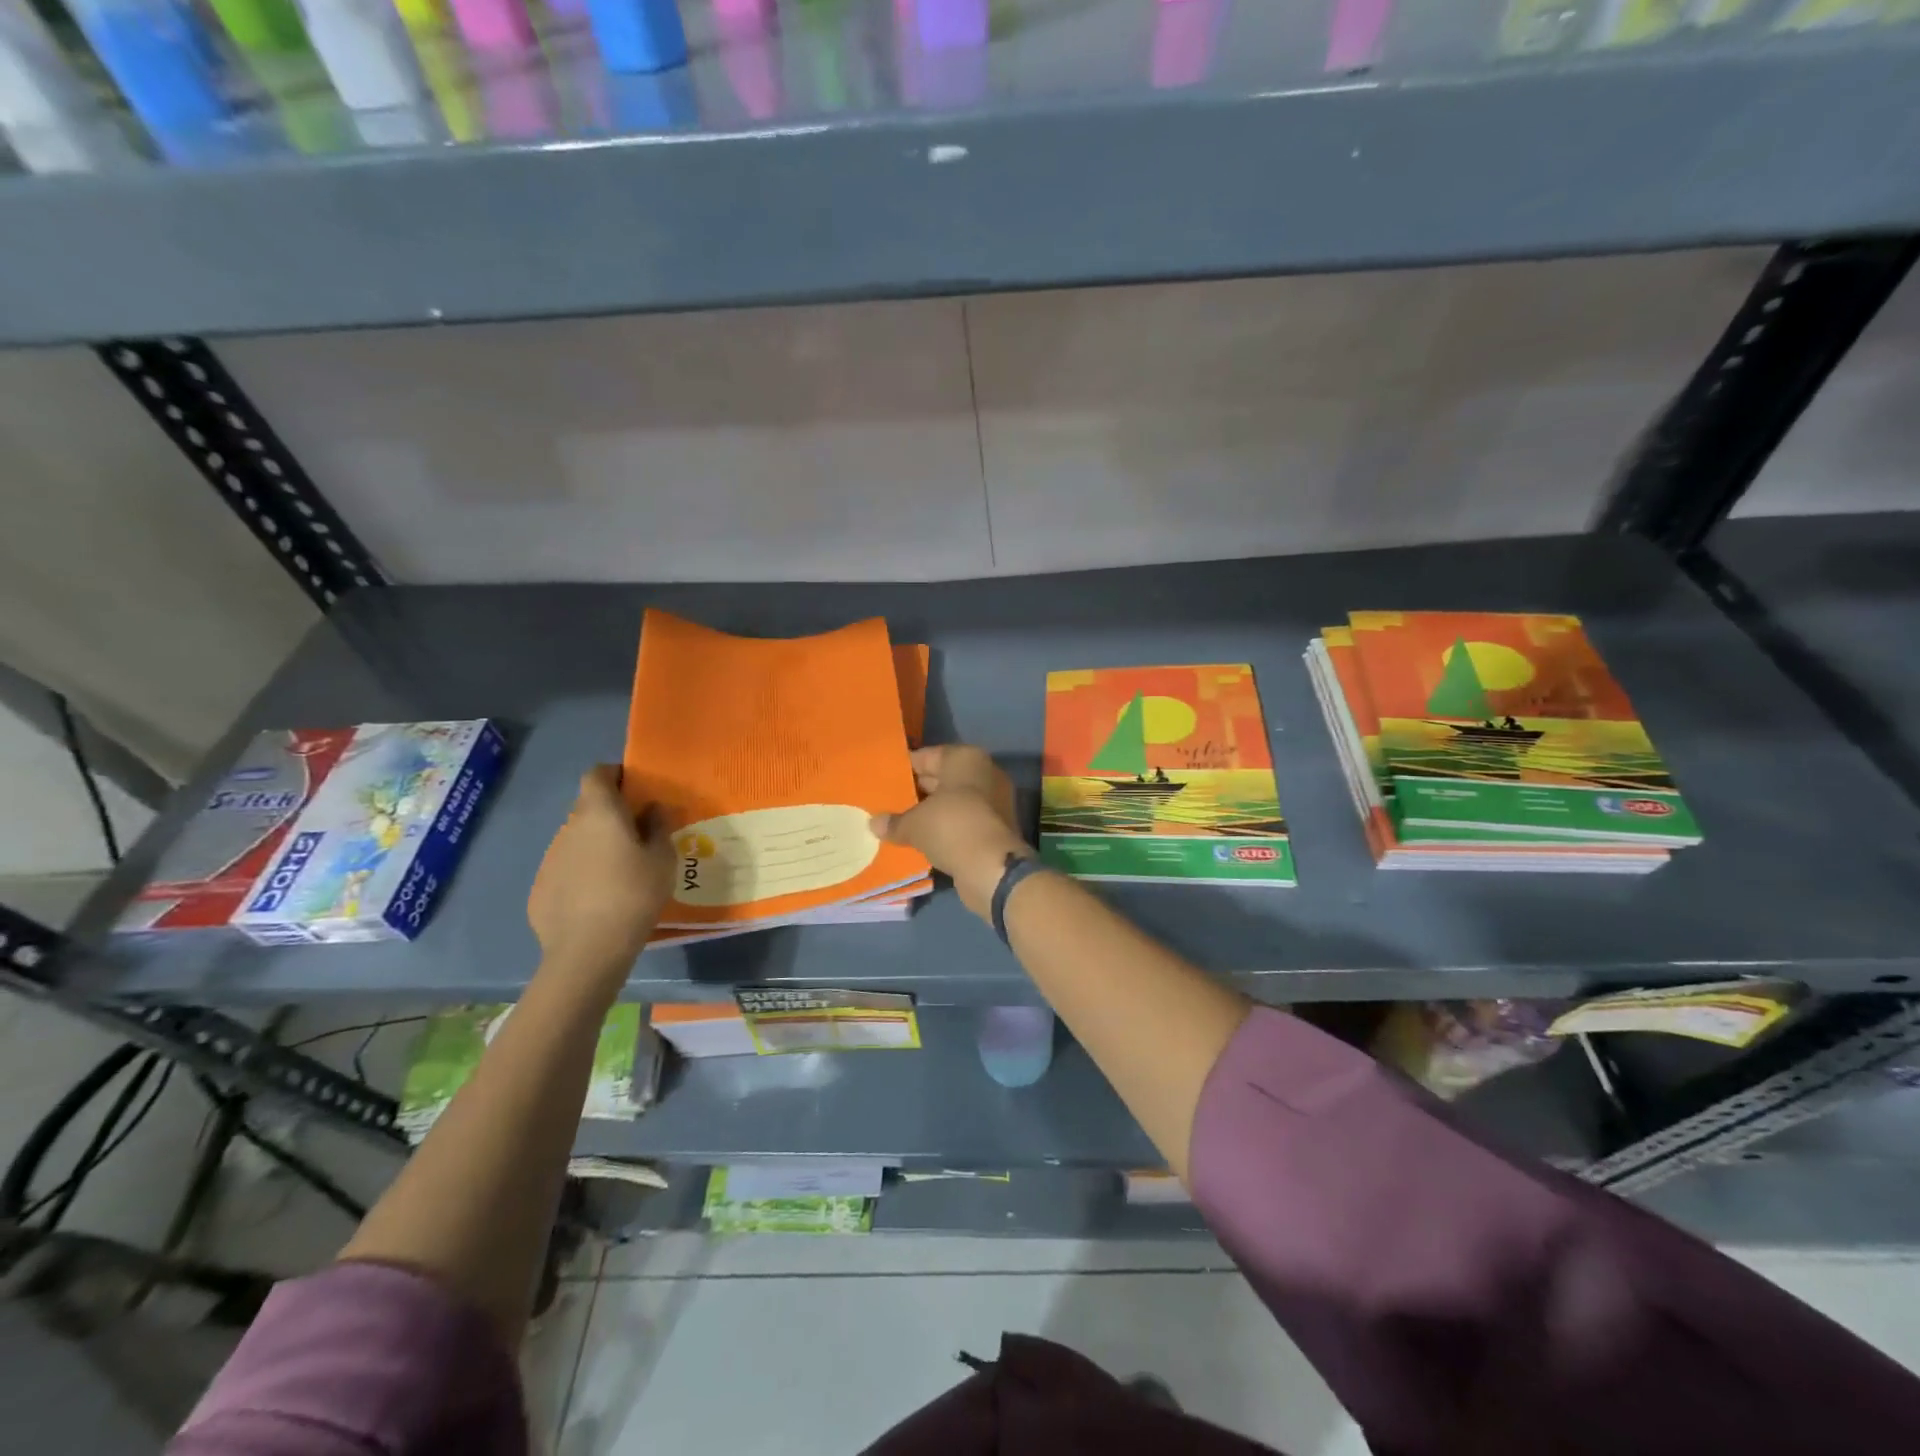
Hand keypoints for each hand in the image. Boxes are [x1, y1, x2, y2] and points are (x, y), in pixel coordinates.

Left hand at [528, 765, 675, 975]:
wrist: (588, 949)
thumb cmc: (634, 893)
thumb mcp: (663, 858)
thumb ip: (658, 826)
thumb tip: (652, 808)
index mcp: (599, 812)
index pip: (597, 773)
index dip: (615, 775)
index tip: (635, 789)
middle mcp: (570, 827)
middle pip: (588, 807)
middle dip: (610, 814)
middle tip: (638, 834)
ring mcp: (550, 857)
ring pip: (577, 839)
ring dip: (596, 845)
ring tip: (621, 871)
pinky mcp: (540, 887)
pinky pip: (566, 868)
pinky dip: (582, 873)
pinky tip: (599, 898)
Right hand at [871, 745, 1030, 918]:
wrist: (992, 867)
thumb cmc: (951, 827)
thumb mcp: (914, 824)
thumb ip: (894, 821)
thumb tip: (874, 824)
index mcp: (966, 758)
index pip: (928, 756)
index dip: (905, 768)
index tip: (884, 780)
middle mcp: (984, 774)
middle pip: (943, 779)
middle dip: (917, 792)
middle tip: (887, 803)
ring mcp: (994, 802)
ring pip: (953, 803)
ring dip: (931, 813)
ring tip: (900, 824)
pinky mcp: (996, 828)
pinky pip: (963, 822)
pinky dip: (946, 829)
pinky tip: (922, 841)